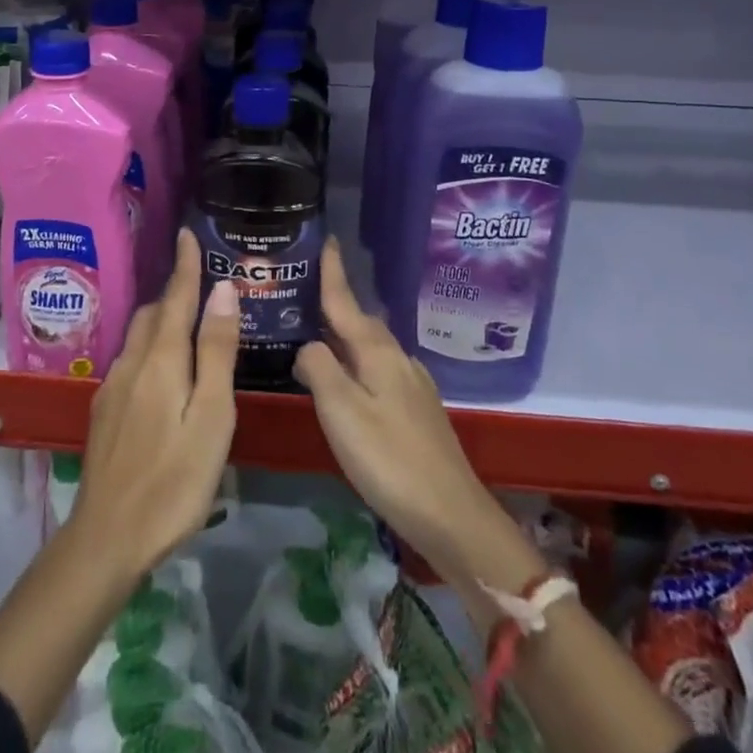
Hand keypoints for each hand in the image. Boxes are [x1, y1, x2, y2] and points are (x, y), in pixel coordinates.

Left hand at [70, 229, 239, 576]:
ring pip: (140, 336)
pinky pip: (131, 359)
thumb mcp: (212, 416)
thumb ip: (216, 351)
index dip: (186, 265)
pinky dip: (152, 345)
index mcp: (162, 360)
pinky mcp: (105, 411)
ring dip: (162, 317)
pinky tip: (163, 367)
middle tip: (201, 279)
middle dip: (175, 290)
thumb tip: (222, 290)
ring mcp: (113, 388)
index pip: (176, 297)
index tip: (188, 233)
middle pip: (154, 313)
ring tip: (188, 318)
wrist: (107, 538)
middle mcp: (132, 363)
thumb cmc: (174, 479)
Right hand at [294, 239, 511, 579]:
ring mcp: (411, 384)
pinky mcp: (416, 409)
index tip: (325, 238)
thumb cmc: (390, 460)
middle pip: (359, 321)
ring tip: (315, 334)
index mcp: (377, 352)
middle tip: (301, 293)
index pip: (346, 301)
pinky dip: (357, 363)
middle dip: (334, 304)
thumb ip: (320, 369)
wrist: (452, 515)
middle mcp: (397, 358)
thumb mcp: (342, 413)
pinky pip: (378, 369)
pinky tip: (347, 381)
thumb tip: (308, 345)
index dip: (332, 272)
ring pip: (370, 346)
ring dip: (344, 334)